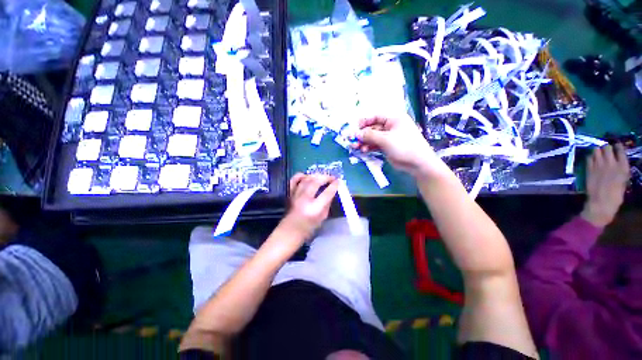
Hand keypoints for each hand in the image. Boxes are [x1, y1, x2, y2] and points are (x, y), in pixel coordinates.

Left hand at [280, 173, 338, 240]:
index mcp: (315, 208)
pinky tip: (307, 176)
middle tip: (332, 177)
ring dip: (316, 175)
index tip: (338, 181)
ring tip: (322, 176)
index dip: (334, 185)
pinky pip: (294, 179)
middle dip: (326, 177)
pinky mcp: (290, 193)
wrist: (290, 230)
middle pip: (316, 182)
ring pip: (306, 179)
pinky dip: (301, 175)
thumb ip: (327, 203)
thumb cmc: (309, 227)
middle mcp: (305, 199)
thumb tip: (331, 191)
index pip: (327, 193)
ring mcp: (296, 195)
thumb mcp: (323, 217)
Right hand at [353, 116, 448, 177]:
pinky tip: (363, 150)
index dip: (364, 122)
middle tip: (352, 140)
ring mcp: (389, 138)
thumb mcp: (385, 139)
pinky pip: (375, 145)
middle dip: (362, 134)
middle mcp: (391, 127)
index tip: (355, 128)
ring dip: (364, 142)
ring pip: (373, 138)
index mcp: (393, 119)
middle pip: (373, 128)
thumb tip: (356, 133)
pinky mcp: (387, 147)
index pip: (376, 117)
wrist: (417, 163)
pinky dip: (369, 147)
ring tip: (355, 147)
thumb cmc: (404, 146)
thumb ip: (370, 135)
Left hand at [581, 144, 629, 226]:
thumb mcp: (623, 180)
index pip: (620, 150)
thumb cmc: (616, 195)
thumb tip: (617, 162)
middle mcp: (611, 163)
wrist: (602, 202)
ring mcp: (599, 165)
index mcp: (623, 166)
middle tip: (605, 150)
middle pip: (607, 147)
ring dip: (597, 151)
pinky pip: (589, 158)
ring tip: (598, 154)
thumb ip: (620, 169)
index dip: (617, 146)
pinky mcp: (589, 169)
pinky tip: (592, 160)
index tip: (616, 145)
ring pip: (596, 150)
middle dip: (606, 148)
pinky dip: (590, 157)